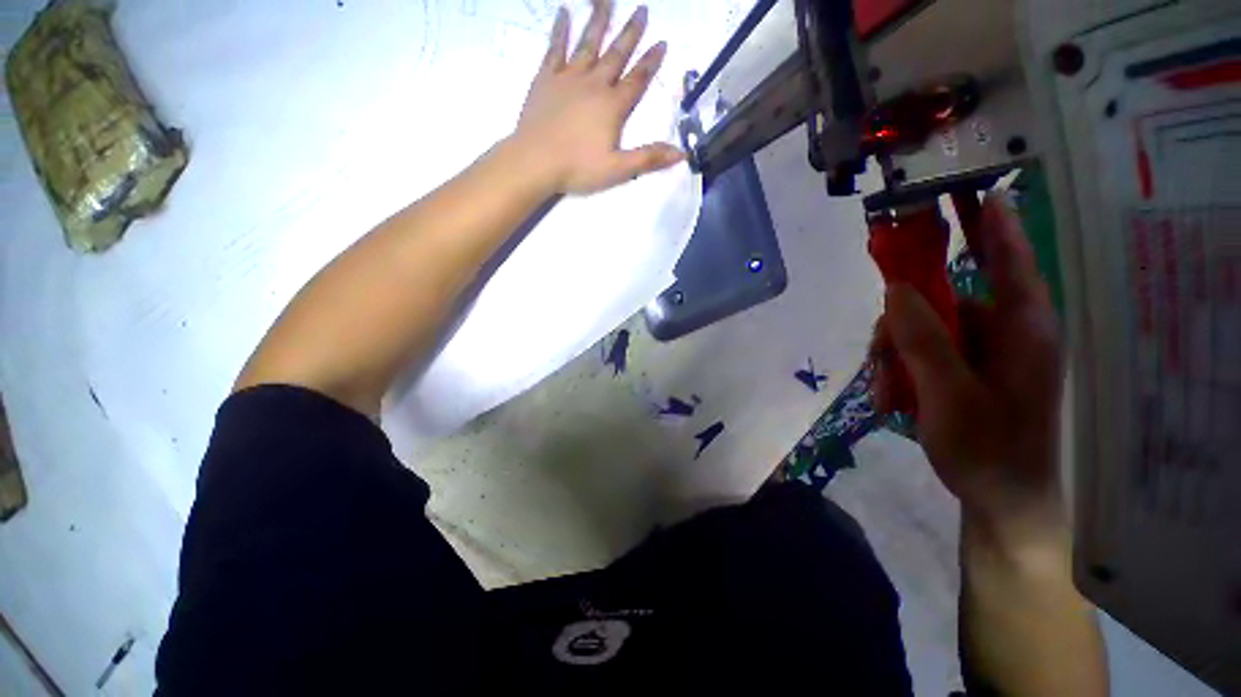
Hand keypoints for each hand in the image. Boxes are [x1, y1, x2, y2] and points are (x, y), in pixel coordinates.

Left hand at [513, 1, 685, 195]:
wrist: (535, 162)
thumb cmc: (577, 168)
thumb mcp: (618, 169)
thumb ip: (649, 159)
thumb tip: (681, 152)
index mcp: (612, 106)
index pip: (637, 80)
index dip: (651, 62)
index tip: (662, 42)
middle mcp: (594, 84)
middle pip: (616, 54)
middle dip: (631, 33)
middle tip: (642, 9)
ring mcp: (568, 78)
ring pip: (588, 43)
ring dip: (599, 20)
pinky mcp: (545, 79)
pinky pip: (554, 48)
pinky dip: (560, 30)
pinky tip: (563, 13)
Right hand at [875, 196, 1065, 531]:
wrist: (1000, 497)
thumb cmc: (988, 448)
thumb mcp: (948, 395)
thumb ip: (923, 339)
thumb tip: (895, 289)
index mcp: (1021, 327)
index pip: (1007, 257)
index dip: (988, 220)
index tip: (967, 187)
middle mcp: (1004, 329)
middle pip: (942, 297)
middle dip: (901, 323)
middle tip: (880, 356)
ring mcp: (983, 350)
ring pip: (922, 327)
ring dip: (894, 354)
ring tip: (885, 391)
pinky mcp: (966, 367)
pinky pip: (923, 351)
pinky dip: (900, 369)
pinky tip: (892, 396)